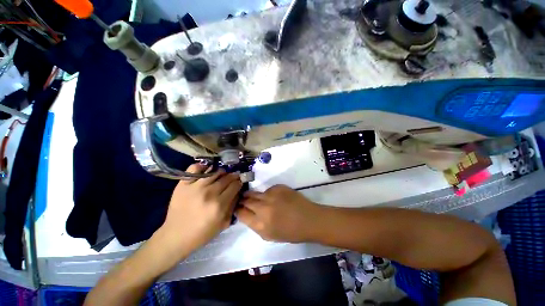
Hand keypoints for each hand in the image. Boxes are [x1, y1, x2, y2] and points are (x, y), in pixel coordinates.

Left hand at [158, 164, 241, 258]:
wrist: (176, 236)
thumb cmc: (202, 233)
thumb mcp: (224, 223)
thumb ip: (233, 205)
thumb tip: (238, 191)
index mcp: (219, 205)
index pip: (235, 185)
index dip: (239, 182)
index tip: (239, 182)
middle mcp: (209, 193)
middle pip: (227, 177)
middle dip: (232, 176)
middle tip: (232, 178)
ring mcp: (195, 187)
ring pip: (214, 171)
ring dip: (221, 172)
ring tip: (221, 176)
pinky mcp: (183, 184)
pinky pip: (195, 168)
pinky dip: (202, 167)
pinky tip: (206, 171)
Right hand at [236, 185, 319, 242]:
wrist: (309, 219)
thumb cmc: (291, 232)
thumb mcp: (269, 236)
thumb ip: (255, 225)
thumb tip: (246, 214)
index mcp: (261, 224)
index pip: (241, 213)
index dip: (237, 209)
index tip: (237, 207)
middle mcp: (264, 208)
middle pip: (246, 200)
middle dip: (242, 200)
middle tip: (242, 199)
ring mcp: (271, 195)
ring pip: (255, 193)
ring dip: (253, 195)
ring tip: (254, 197)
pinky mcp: (278, 187)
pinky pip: (267, 189)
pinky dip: (267, 193)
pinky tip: (274, 197)